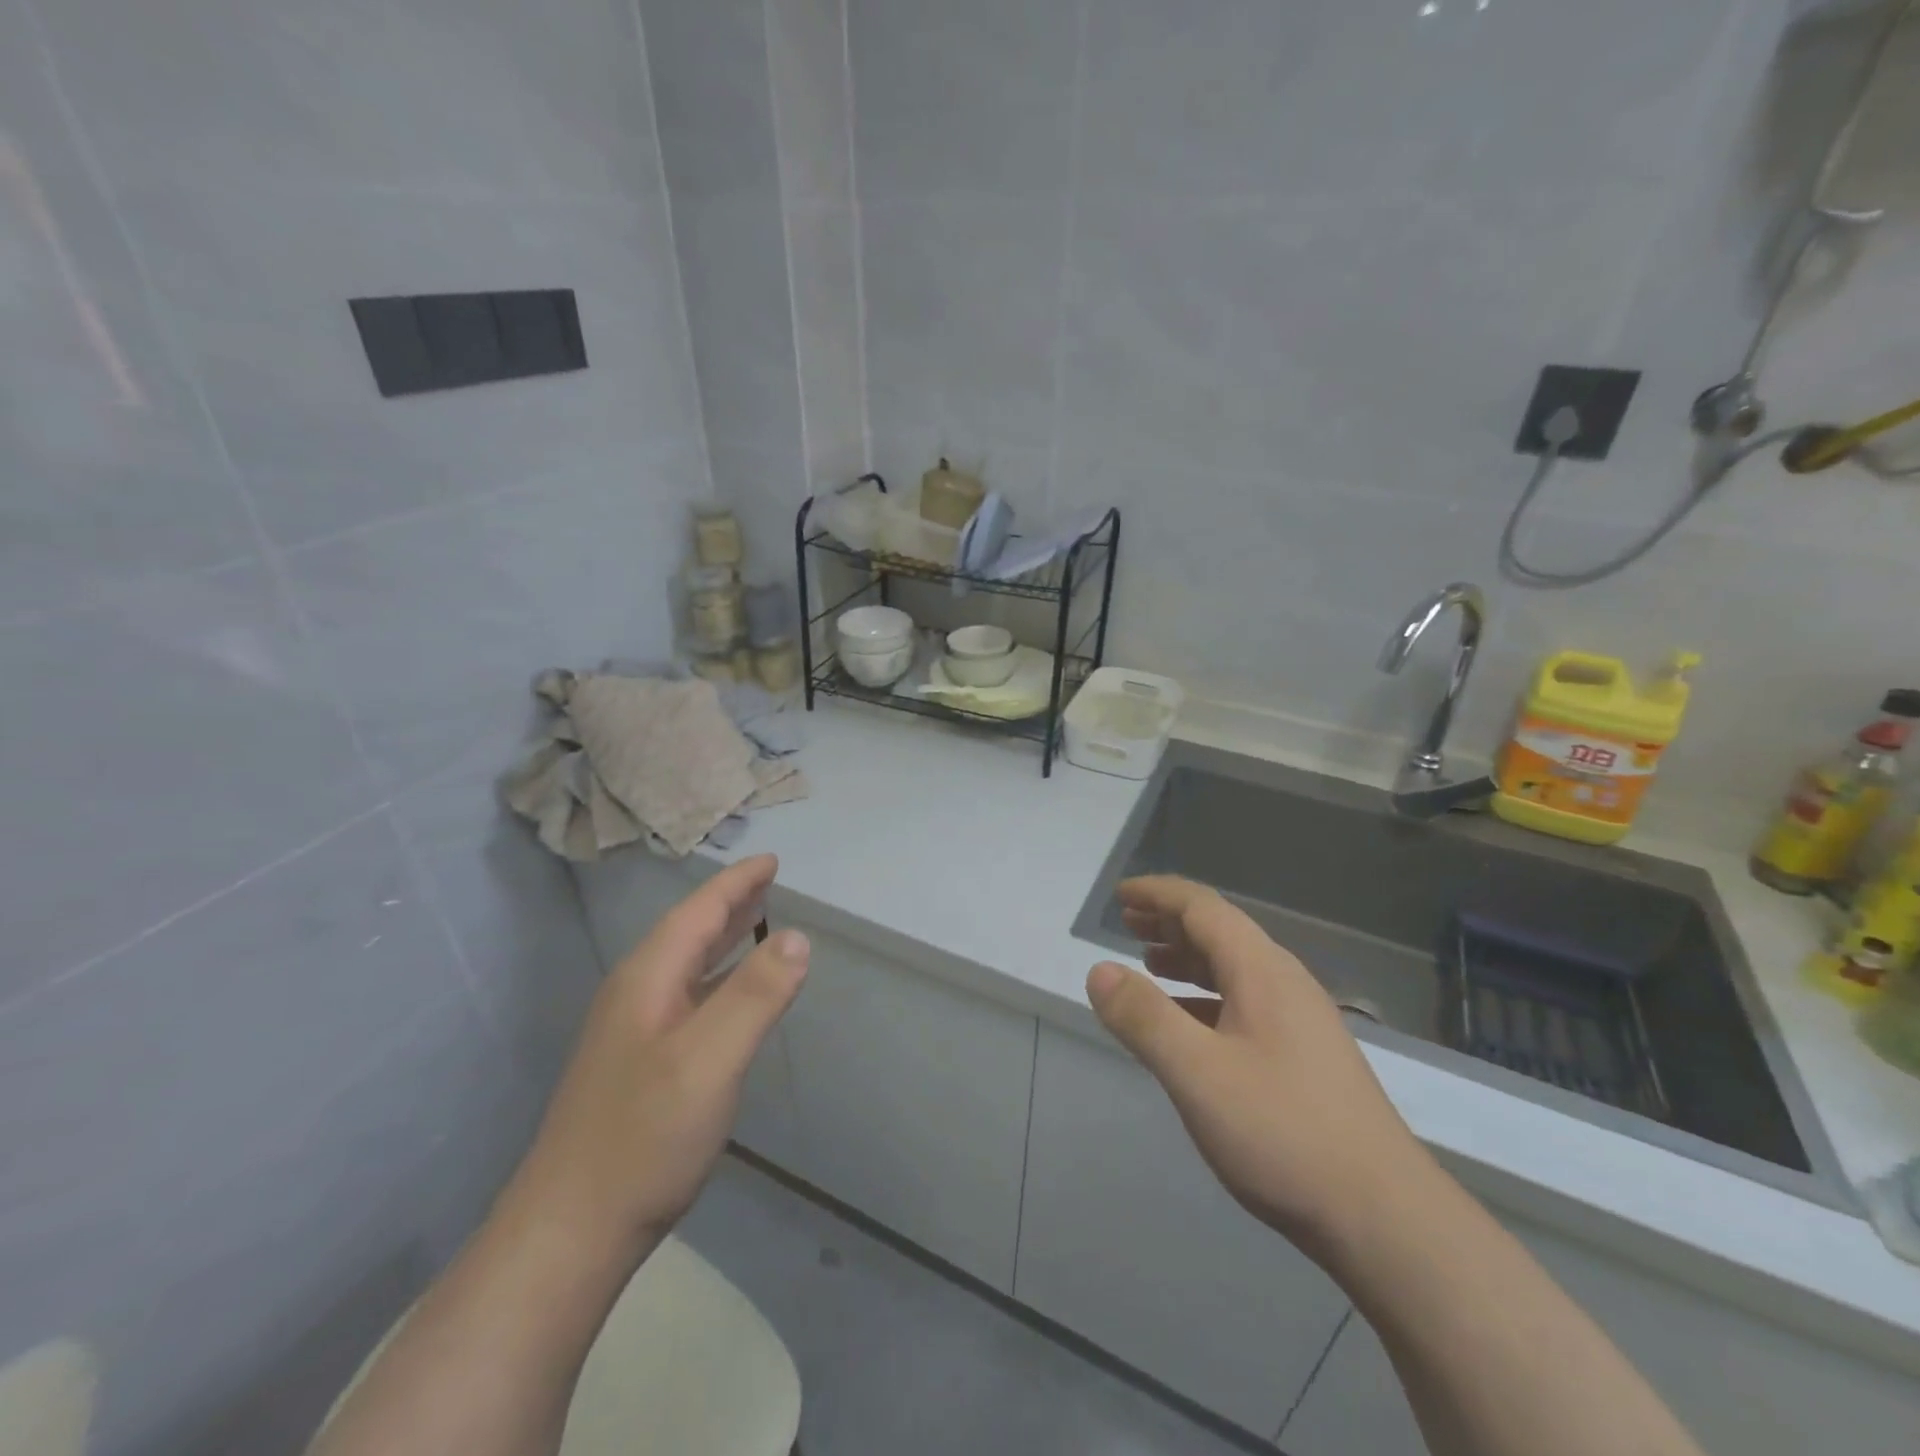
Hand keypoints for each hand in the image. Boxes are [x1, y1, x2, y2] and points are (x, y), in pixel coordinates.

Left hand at [508, 854, 807, 1262]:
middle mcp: (637, 995)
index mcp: (648, 979)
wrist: (572, 1231)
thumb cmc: (645, 1136)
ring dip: (725, 939)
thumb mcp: (710, 1059)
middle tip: (770, 883)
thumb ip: (756, 994)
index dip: (737, 884)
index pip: (698, 912)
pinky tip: (734, 995)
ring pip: (688, 966)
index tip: (772, 861)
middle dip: (731, 904)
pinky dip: (720, 979)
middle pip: (690, 933)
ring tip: (760, 922)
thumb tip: (799, 936)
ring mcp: (635, 1032)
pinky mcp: (641, 1065)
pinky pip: (689, 998)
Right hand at [1086, 876, 1431, 1262]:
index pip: (1203, 908)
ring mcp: (1300, 1021)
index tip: (1119, 895)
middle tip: (1126, 924)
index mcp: (1261, 971)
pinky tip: (1189, 1024)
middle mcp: (1284, 983)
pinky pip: (1244, 1003)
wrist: (1385, 1219)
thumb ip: (1144, 1018)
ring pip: (1234, 969)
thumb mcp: (1198, 1073)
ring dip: (1187, 958)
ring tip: (1147, 964)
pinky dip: (1206, 997)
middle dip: (1169, 922)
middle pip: (1220, 932)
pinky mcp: (1305, 1057)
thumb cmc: (1283, 1132)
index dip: (1158, 895)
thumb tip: (1099, 970)